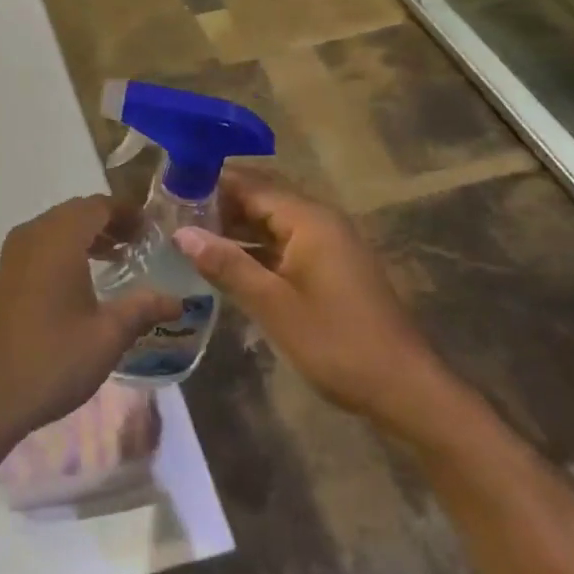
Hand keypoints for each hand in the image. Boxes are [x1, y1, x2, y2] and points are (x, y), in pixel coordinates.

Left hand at [0, 196, 179, 439]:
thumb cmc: (53, 359)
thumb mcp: (107, 335)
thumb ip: (143, 308)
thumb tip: (177, 300)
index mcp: (59, 238)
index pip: (98, 206)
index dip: (127, 212)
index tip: (152, 230)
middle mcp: (33, 234)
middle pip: (76, 212)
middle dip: (108, 222)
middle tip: (138, 244)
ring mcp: (13, 253)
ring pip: (56, 227)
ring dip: (86, 235)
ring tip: (117, 258)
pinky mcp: (4, 274)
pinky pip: (40, 245)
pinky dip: (65, 249)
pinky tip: (82, 279)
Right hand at [174, 169, 463, 443]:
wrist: (404, 388)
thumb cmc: (337, 342)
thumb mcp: (273, 305)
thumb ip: (227, 265)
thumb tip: (181, 233)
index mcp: (309, 218)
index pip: (250, 184)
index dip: (210, 185)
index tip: (169, 191)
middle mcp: (319, 220)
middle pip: (261, 197)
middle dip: (219, 203)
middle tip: (172, 214)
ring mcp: (328, 243)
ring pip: (272, 221)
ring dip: (235, 226)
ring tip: (189, 235)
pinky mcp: (330, 266)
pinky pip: (284, 242)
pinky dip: (255, 247)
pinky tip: (225, 262)